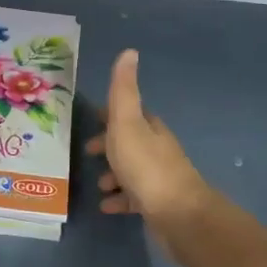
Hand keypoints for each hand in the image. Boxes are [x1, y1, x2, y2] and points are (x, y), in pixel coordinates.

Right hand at [86, 49, 214, 249]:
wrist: (178, 215)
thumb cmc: (146, 166)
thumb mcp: (127, 123)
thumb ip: (124, 91)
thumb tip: (129, 51)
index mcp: (150, 129)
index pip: (130, 113)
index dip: (110, 114)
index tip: (92, 117)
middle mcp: (157, 150)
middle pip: (130, 141)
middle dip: (109, 145)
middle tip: (87, 151)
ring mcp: (159, 179)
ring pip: (131, 170)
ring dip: (113, 174)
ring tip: (98, 183)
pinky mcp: (158, 205)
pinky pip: (134, 198)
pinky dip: (119, 199)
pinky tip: (107, 206)